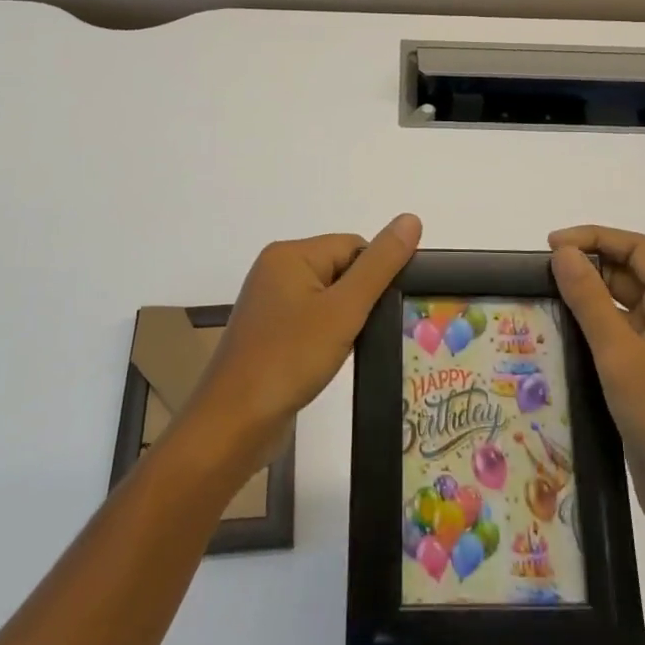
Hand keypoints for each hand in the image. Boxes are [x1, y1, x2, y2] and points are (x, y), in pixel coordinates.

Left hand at [182, 214, 422, 470]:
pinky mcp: (268, 333)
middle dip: (359, 300)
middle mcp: (275, 270)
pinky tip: (328, 361)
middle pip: (340, 269)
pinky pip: (310, 320)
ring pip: (327, 298)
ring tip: (347, 350)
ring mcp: (269, 303)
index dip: (374, 277)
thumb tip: (411, 219)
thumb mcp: (344, 309)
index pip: (353, 246)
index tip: (380, 313)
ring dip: (344, 322)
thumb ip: (380, 265)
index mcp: (290, 254)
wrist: (233, 425)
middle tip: (364, 334)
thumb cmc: (289, 359)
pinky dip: (325, 337)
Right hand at [548, 225, 644, 551]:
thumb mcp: (621, 354)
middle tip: (541, 275)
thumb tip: (564, 253)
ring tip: (544, 301)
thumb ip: (589, 299)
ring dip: (588, 302)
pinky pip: (622, 342)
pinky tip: (561, 340)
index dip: (594, 239)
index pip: (638, 250)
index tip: (552, 246)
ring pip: (624, 310)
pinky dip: (594, 334)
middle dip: (589, 269)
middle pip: (631, 276)